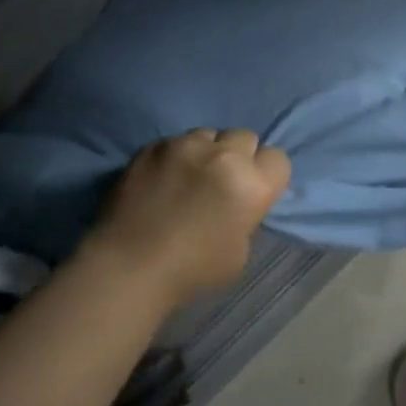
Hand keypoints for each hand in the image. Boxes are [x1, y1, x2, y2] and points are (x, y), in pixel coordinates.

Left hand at [84, 128, 291, 307]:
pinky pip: (175, 141)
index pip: (278, 158)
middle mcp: (224, 156)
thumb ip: (246, 216)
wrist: (127, 268)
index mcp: (252, 185)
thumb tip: (237, 202)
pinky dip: (175, 156)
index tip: (253, 191)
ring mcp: (186, 145)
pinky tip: (162, 180)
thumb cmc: (192, 271)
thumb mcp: (240, 252)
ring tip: (189, 177)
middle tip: (222, 182)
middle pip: (245, 137)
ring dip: (207, 152)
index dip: (267, 175)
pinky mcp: (154, 146)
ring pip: (209, 134)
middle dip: (239, 156)